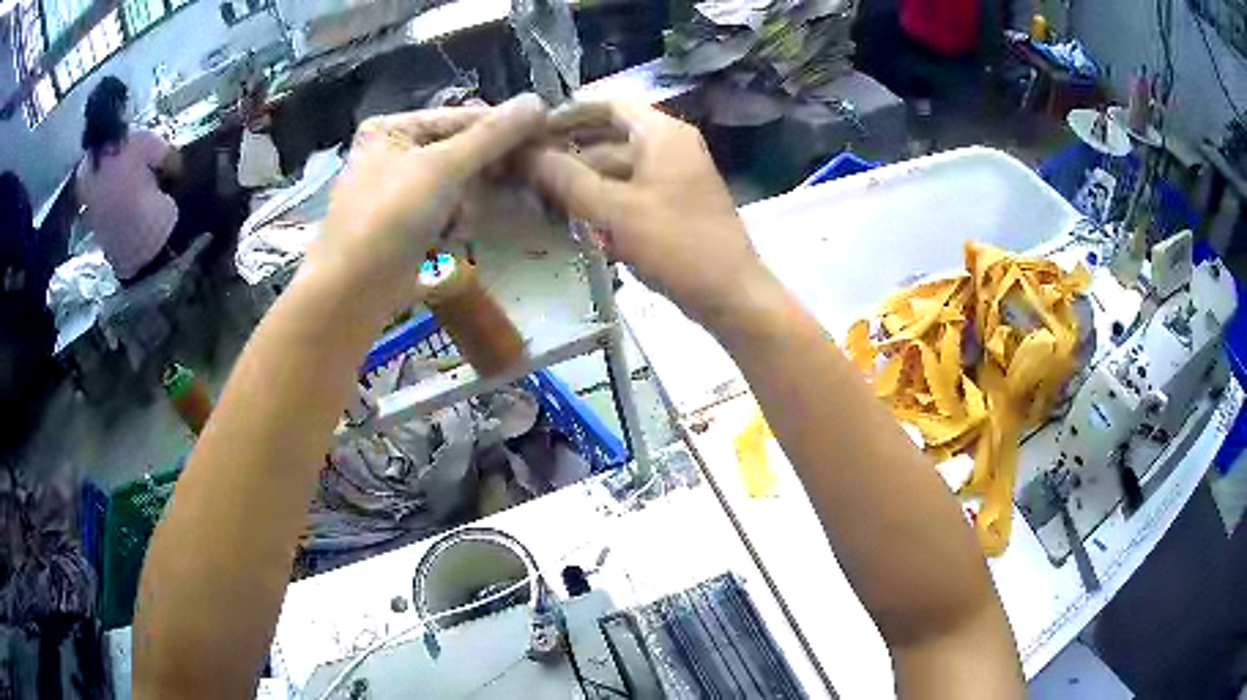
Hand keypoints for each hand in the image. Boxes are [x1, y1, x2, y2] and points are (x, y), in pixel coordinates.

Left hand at [303, 95, 545, 316]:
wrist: (352, 292)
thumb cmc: (389, 217)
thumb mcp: (442, 167)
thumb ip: (492, 135)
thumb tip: (539, 101)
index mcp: (392, 128)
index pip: (461, 118)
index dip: (503, 127)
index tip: (547, 135)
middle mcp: (392, 154)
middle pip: (460, 151)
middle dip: (484, 170)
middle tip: (522, 176)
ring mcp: (398, 192)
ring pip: (457, 184)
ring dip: (469, 202)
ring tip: (464, 219)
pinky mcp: (405, 227)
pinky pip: (445, 211)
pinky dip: (456, 222)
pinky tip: (453, 236)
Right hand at [523, 100, 773, 325]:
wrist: (730, 295)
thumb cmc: (675, 244)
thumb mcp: (611, 209)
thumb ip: (563, 177)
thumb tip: (520, 152)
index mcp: (662, 133)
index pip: (608, 105)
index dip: (568, 114)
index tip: (531, 130)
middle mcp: (672, 146)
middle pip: (611, 138)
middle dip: (570, 152)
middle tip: (526, 169)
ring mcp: (676, 177)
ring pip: (620, 168)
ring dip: (584, 179)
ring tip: (541, 196)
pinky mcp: (676, 205)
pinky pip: (632, 191)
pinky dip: (604, 199)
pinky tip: (575, 219)